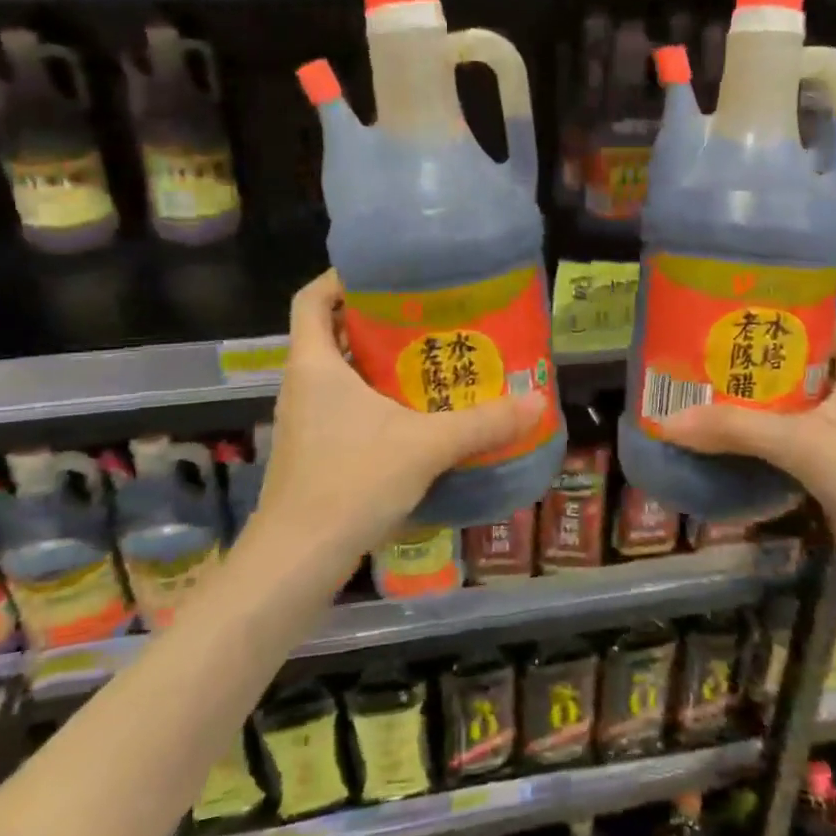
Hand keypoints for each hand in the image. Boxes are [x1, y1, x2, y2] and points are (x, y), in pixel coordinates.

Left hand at [251, 271, 547, 568]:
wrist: (297, 560)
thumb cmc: (350, 482)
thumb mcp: (424, 447)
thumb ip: (482, 423)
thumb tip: (537, 402)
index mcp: (314, 364)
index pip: (312, 298)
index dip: (341, 277)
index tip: (386, 275)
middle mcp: (302, 385)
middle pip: (331, 333)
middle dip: (375, 321)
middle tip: (428, 317)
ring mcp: (304, 421)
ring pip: (339, 374)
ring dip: (377, 364)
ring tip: (429, 362)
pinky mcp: (314, 452)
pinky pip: (344, 408)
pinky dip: (375, 401)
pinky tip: (415, 418)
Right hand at [658, 322, 835, 592]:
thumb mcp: (803, 442)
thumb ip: (734, 429)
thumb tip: (665, 421)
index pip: (812, 323)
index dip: (771, 314)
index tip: (721, 312)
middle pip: (791, 367)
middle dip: (746, 365)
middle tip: (693, 356)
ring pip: (785, 409)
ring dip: (746, 408)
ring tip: (693, 394)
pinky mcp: (831, 470)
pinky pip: (785, 446)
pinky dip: (755, 444)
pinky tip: (715, 442)